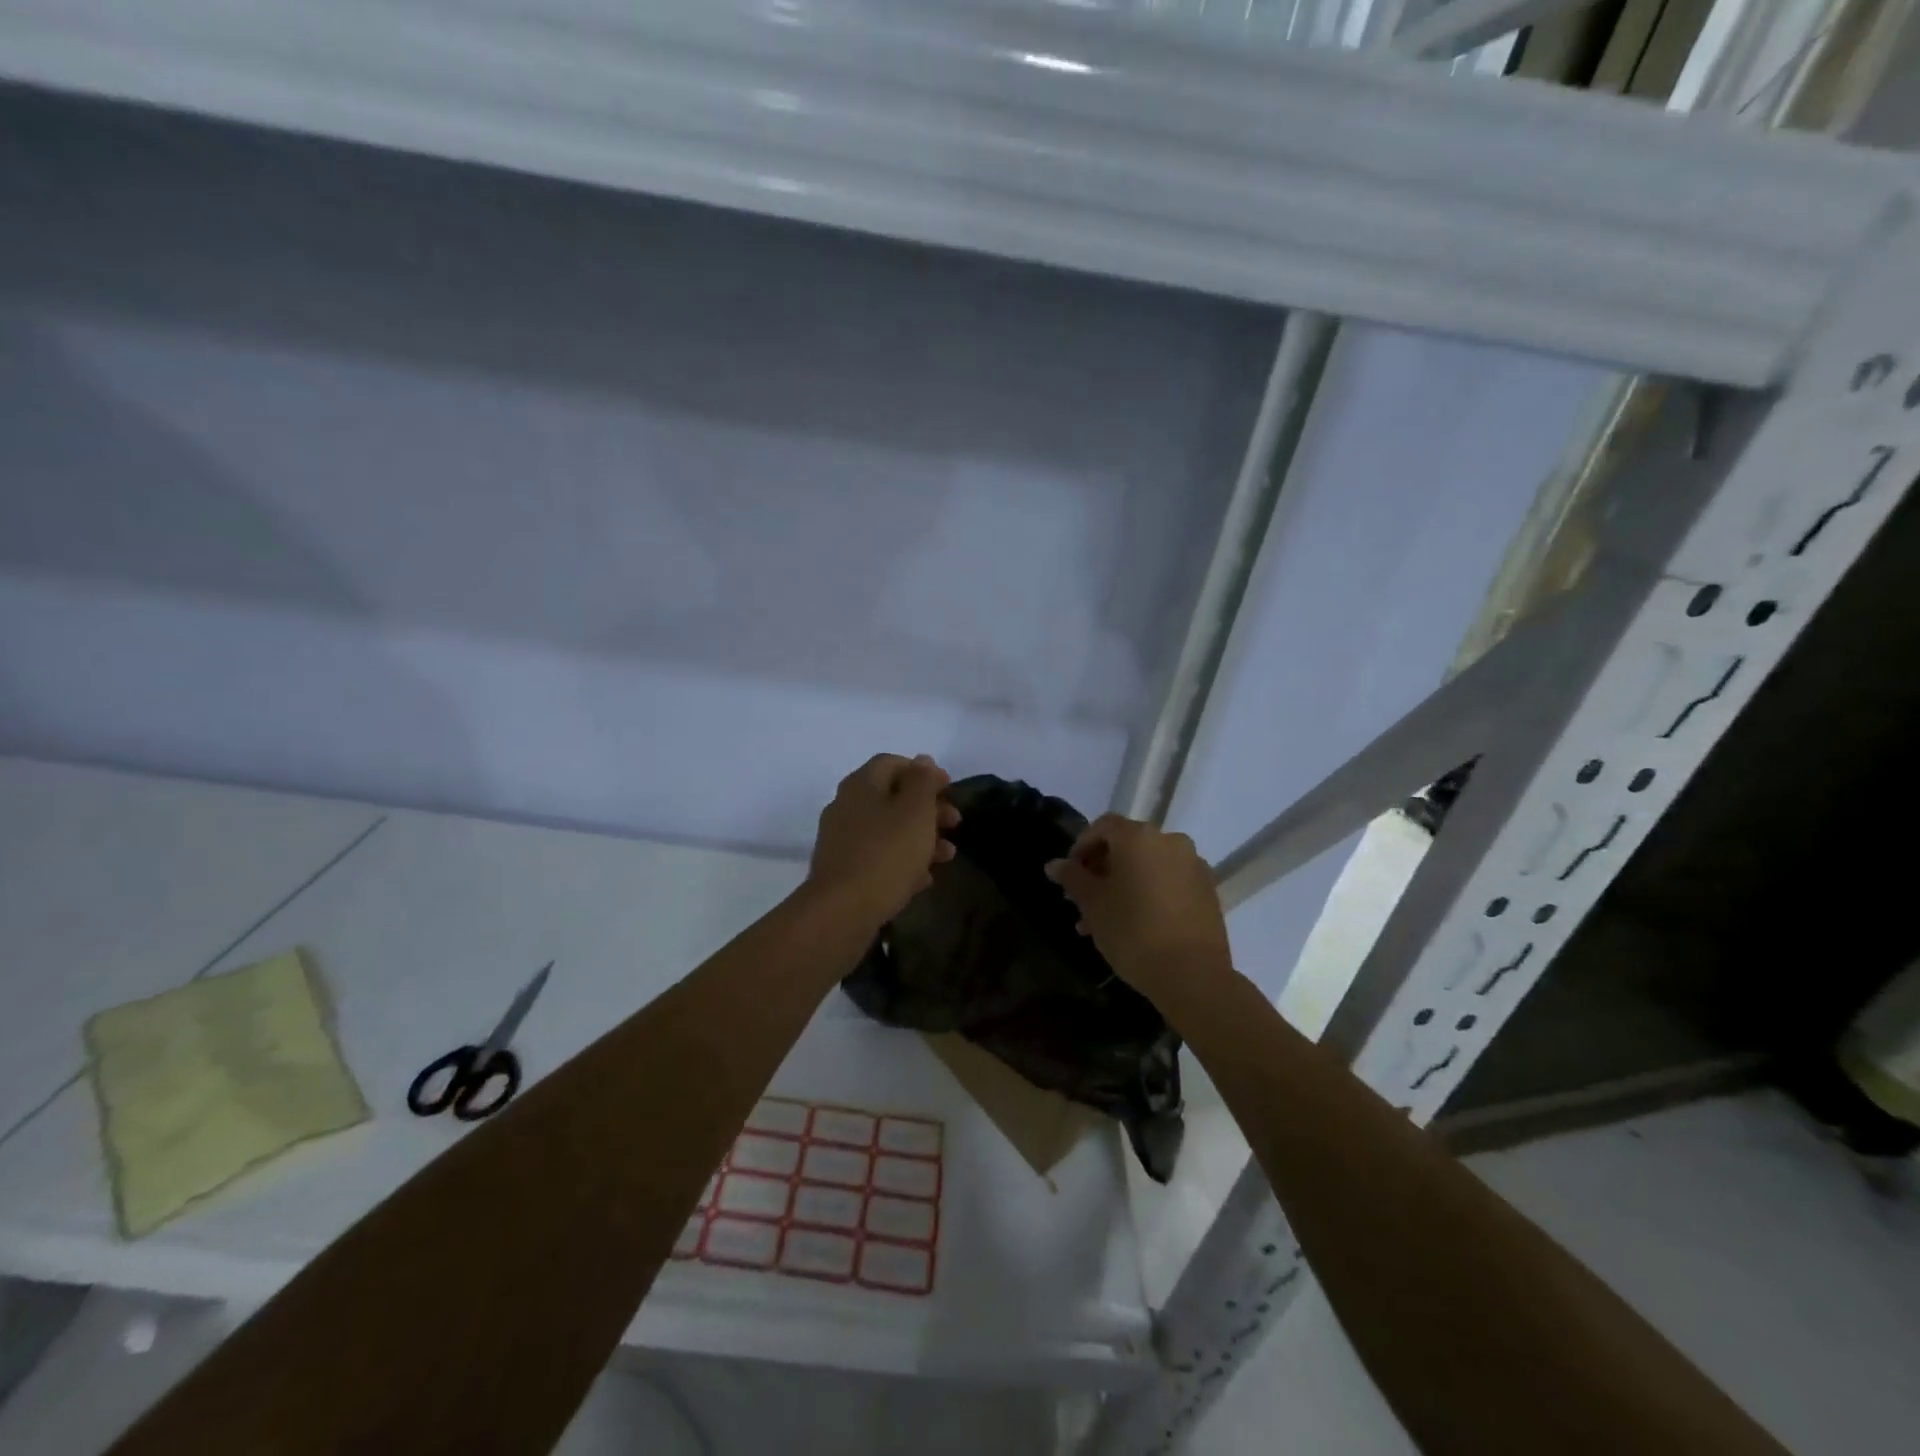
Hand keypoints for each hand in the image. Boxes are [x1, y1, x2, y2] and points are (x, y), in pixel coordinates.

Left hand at [807, 754, 960, 925]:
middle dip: (928, 809)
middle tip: (954, 823)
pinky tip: (922, 879)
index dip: (924, 772)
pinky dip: (902, 861)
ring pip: (888, 829)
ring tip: (947, 856)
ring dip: (920, 837)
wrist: (842, 911)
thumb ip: (923, 781)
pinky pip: (878, 857)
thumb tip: (923, 760)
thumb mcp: (915, 811)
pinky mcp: (843, 870)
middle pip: (892, 797)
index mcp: (862, 784)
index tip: (950, 788)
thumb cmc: (887, 853)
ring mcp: (842, 839)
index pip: (893, 762)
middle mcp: (847, 806)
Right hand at [1045, 814, 1232, 1008]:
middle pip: (1127, 846)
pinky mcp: (1208, 890)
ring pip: (1148, 867)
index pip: (1103, 826)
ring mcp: (1193, 865)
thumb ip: (1072, 878)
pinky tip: (1136, 925)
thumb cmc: (1133, 932)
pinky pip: (1169, 882)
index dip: (1081, 847)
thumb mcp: (1093, 904)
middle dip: (1101, 870)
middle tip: (1083, 902)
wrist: (1192, 975)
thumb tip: (1055, 865)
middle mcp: (1170, 841)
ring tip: (1104, 922)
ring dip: (1123, 885)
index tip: (1069, 876)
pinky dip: (1149, 893)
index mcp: (1139, 837)